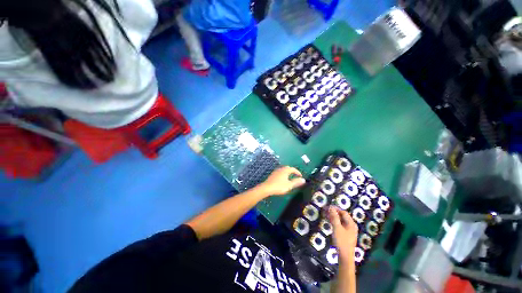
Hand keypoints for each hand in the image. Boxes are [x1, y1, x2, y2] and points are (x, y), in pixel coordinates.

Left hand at [260, 166, 305, 195]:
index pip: (293, 169)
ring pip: (283, 169)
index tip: (301, 176)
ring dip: (287, 172)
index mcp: (285, 170)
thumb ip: (296, 182)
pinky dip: (283, 174)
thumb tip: (303, 180)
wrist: (267, 188)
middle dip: (292, 171)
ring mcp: (276, 171)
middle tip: (295, 175)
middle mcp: (281, 169)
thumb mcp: (289, 185)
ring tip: (290, 177)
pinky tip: (283, 179)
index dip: (298, 172)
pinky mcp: (272, 174)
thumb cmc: (279, 186)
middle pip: (288, 168)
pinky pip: (280, 172)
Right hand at [328, 206, 357, 261]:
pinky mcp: (346, 234)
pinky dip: (335, 222)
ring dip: (333, 217)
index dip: (335, 208)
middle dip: (333, 212)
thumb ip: (334, 217)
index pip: (343, 212)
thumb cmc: (342, 241)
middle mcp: (351, 225)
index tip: (326, 207)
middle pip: (342, 216)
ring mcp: (349, 230)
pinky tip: (329, 222)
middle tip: (325, 211)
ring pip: (340, 220)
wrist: (345, 257)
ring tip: (325, 215)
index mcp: (351, 223)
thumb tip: (331, 207)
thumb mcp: (337, 228)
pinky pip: (340, 225)